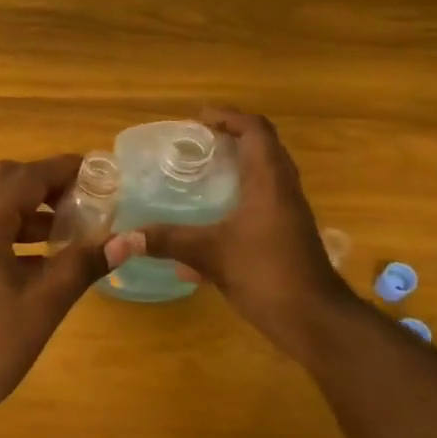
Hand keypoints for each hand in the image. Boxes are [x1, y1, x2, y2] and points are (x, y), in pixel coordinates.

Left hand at [0, 155, 113, 437]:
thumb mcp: (43, 305)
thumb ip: (83, 265)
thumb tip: (129, 240)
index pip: (27, 176)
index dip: (65, 169)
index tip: (103, 172)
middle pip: (3, 179)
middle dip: (44, 182)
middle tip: (83, 197)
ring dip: (28, 205)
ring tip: (70, 225)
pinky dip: (12, 227)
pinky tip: (42, 255)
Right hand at [112, 108, 351, 354]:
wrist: (315, 321)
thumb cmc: (267, 274)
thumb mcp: (211, 254)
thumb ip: (167, 241)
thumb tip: (121, 238)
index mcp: (270, 182)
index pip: (256, 131)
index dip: (229, 117)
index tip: (198, 119)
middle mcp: (283, 191)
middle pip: (263, 149)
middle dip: (231, 139)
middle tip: (197, 143)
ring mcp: (287, 216)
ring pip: (263, 179)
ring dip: (236, 170)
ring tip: (200, 175)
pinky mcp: (285, 238)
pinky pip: (259, 207)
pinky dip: (236, 204)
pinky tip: (207, 228)